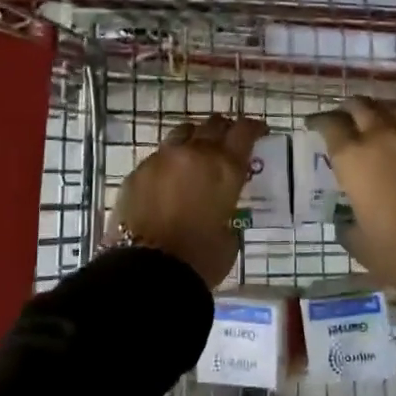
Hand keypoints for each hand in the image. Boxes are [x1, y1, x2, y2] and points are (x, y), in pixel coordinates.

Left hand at [110, 114, 267, 287]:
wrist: (147, 270)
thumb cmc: (199, 259)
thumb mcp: (229, 237)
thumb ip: (227, 213)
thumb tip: (218, 212)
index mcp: (225, 167)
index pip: (244, 131)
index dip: (254, 127)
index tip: (259, 131)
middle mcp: (194, 153)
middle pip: (213, 125)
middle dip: (224, 130)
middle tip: (228, 141)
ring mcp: (161, 159)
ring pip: (182, 133)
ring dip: (194, 139)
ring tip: (196, 154)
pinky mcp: (136, 172)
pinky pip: (158, 157)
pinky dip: (168, 163)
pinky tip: (168, 180)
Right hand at [305, 97, 395, 294]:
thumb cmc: (395, 250)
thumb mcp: (358, 242)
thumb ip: (346, 224)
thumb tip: (347, 220)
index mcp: (354, 157)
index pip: (331, 124)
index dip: (319, 121)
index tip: (312, 125)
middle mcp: (382, 138)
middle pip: (361, 106)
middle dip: (347, 109)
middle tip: (342, 120)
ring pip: (391, 109)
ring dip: (377, 112)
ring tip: (372, 123)